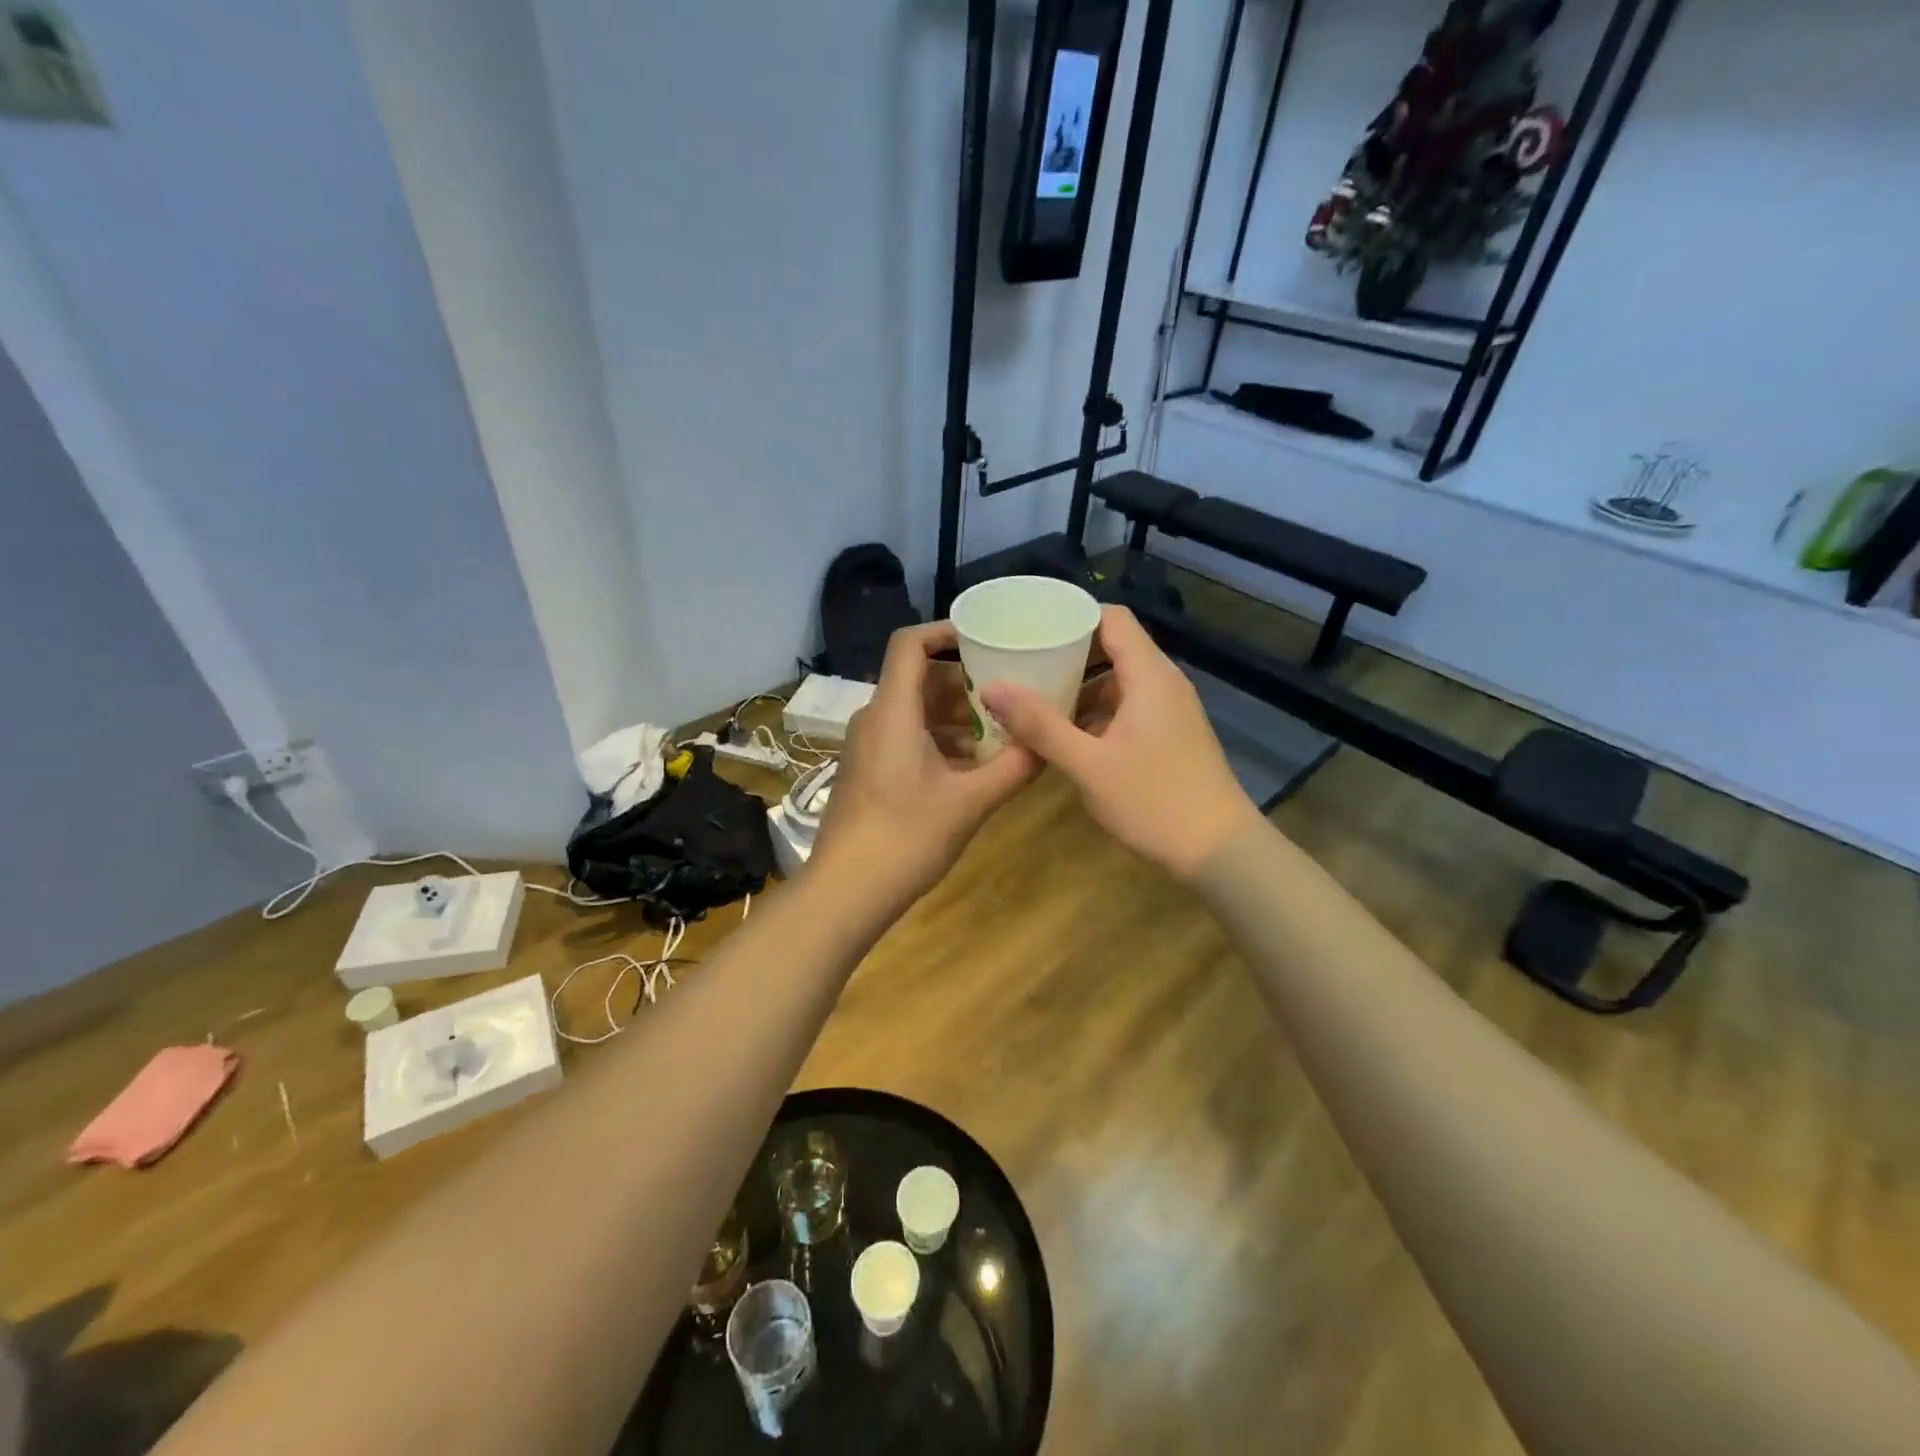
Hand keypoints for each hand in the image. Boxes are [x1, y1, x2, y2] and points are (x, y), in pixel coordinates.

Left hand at [811, 622, 1040, 907]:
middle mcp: (874, 718)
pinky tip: (971, 765)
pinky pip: (905, 736)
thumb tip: (1049, 743)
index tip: (986, 639)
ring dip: (955, 715)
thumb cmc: (906, 837)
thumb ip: (1014, 768)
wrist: (846, 889)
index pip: (909, 643)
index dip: (946, 631)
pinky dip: (938, 739)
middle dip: (965, 681)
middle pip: (918, 677)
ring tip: (999, 732)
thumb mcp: (970, 803)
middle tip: (1009, 693)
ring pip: (914, 710)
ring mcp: (867, 745)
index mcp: (893, 711)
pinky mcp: (867, 770)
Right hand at [981, 605, 1258, 878]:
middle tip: (1021, 664)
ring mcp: (1170, 711)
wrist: (1220, 851)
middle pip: (1112, 647)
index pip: (1111, 618)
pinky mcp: (1170, 736)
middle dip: (1066, 655)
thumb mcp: (1088, 765)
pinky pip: (1127, 708)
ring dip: (1079, 688)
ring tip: (1034, 700)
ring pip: (1118, 682)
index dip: (1071, 616)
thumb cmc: (1155, 801)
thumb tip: (992, 687)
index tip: (1030, 627)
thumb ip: (1040, 725)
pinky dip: (1096, 713)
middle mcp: (1163, 683)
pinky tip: (1066, 737)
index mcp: (1149, 676)